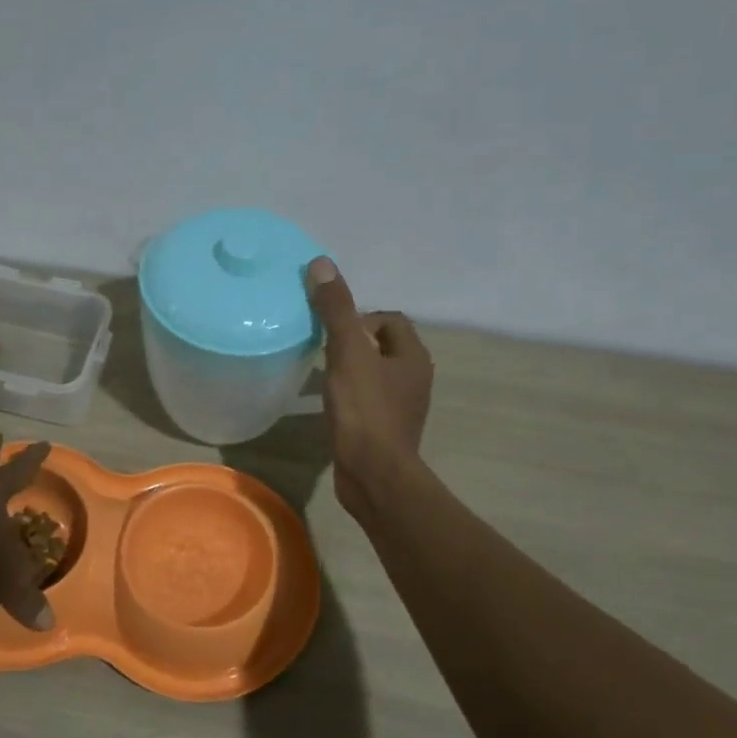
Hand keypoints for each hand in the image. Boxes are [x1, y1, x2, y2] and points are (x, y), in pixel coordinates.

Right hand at [307, 256, 433, 514]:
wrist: (373, 474)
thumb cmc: (364, 410)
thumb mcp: (347, 353)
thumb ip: (335, 309)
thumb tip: (321, 263)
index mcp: (413, 356)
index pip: (389, 320)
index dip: (360, 319)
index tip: (333, 334)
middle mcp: (415, 378)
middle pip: (381, 346)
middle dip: (353, 344)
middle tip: (323, 353)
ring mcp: (402, 407)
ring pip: (374, 375)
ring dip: (350, 371)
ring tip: (322, 377)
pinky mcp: (386, 431)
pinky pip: (367, 401)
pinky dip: (350, 398)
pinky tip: (331, 407)